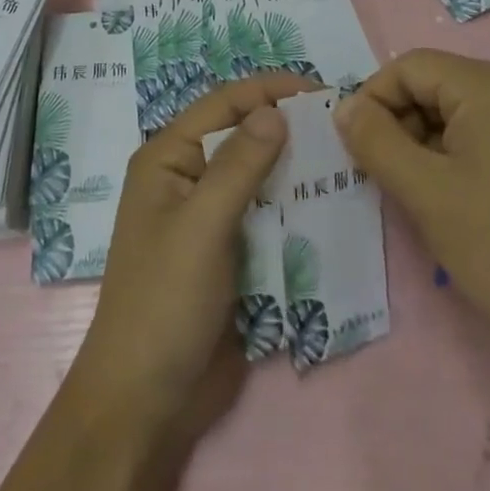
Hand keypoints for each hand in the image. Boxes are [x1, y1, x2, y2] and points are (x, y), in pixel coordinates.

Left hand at [62, 72, 316, 448]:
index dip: (268, 90)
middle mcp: (187, 177)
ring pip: (257, 174)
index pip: (222, 104)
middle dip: (285, 126)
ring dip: (293, 167)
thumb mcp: (202, 226)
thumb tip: (275, 109)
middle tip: (339, 126)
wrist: (147, 401)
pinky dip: (291, 205)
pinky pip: (264, 213)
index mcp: (168, 157)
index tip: (319, 90)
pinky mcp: (228, 251)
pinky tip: (325, 204)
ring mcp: (208, 216)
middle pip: (241, 135)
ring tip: (342, 159)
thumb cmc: (165, 301)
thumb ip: (239, 165)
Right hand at [334, 49, 489, 408]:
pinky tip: (466, 206)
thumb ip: (375, 140)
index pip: (410, 67)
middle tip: (392, 181)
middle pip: (438, 86)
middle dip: (404, 126)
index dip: (375, 102)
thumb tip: (345, 107)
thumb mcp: (426, 193)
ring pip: (463, 114)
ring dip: (432, 147)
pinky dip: (464, 159)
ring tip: (428, 201)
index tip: (361, 152)